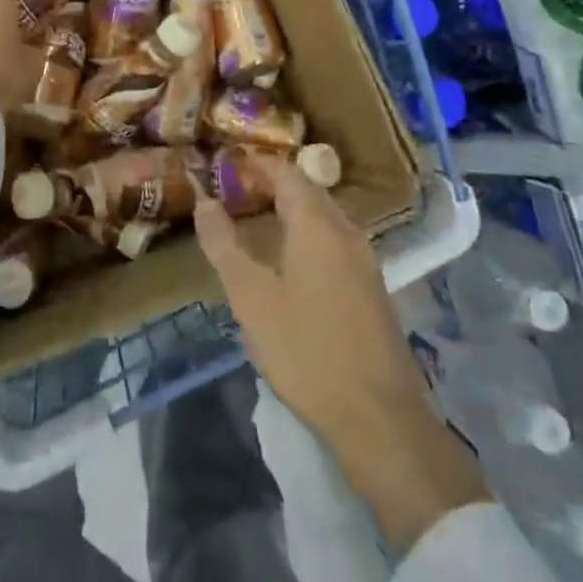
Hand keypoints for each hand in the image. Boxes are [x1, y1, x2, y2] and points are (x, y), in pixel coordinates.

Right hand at [195, 164, 488, 550]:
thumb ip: (224, 244)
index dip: (255, 164)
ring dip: (289, 211)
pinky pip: (334, 242)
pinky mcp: (372, 287)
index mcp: (317, 225)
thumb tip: (203, 200)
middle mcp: (346, 232)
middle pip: (307, 191)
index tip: (224, 168)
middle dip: (270, 186)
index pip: (286, 172)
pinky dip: (306, 235)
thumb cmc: (306, 350)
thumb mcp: (250, 297)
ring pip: (323, 217)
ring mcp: (365, 260)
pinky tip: (288, 263)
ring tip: (254, 224)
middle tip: (233, 194)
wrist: (379, 417)